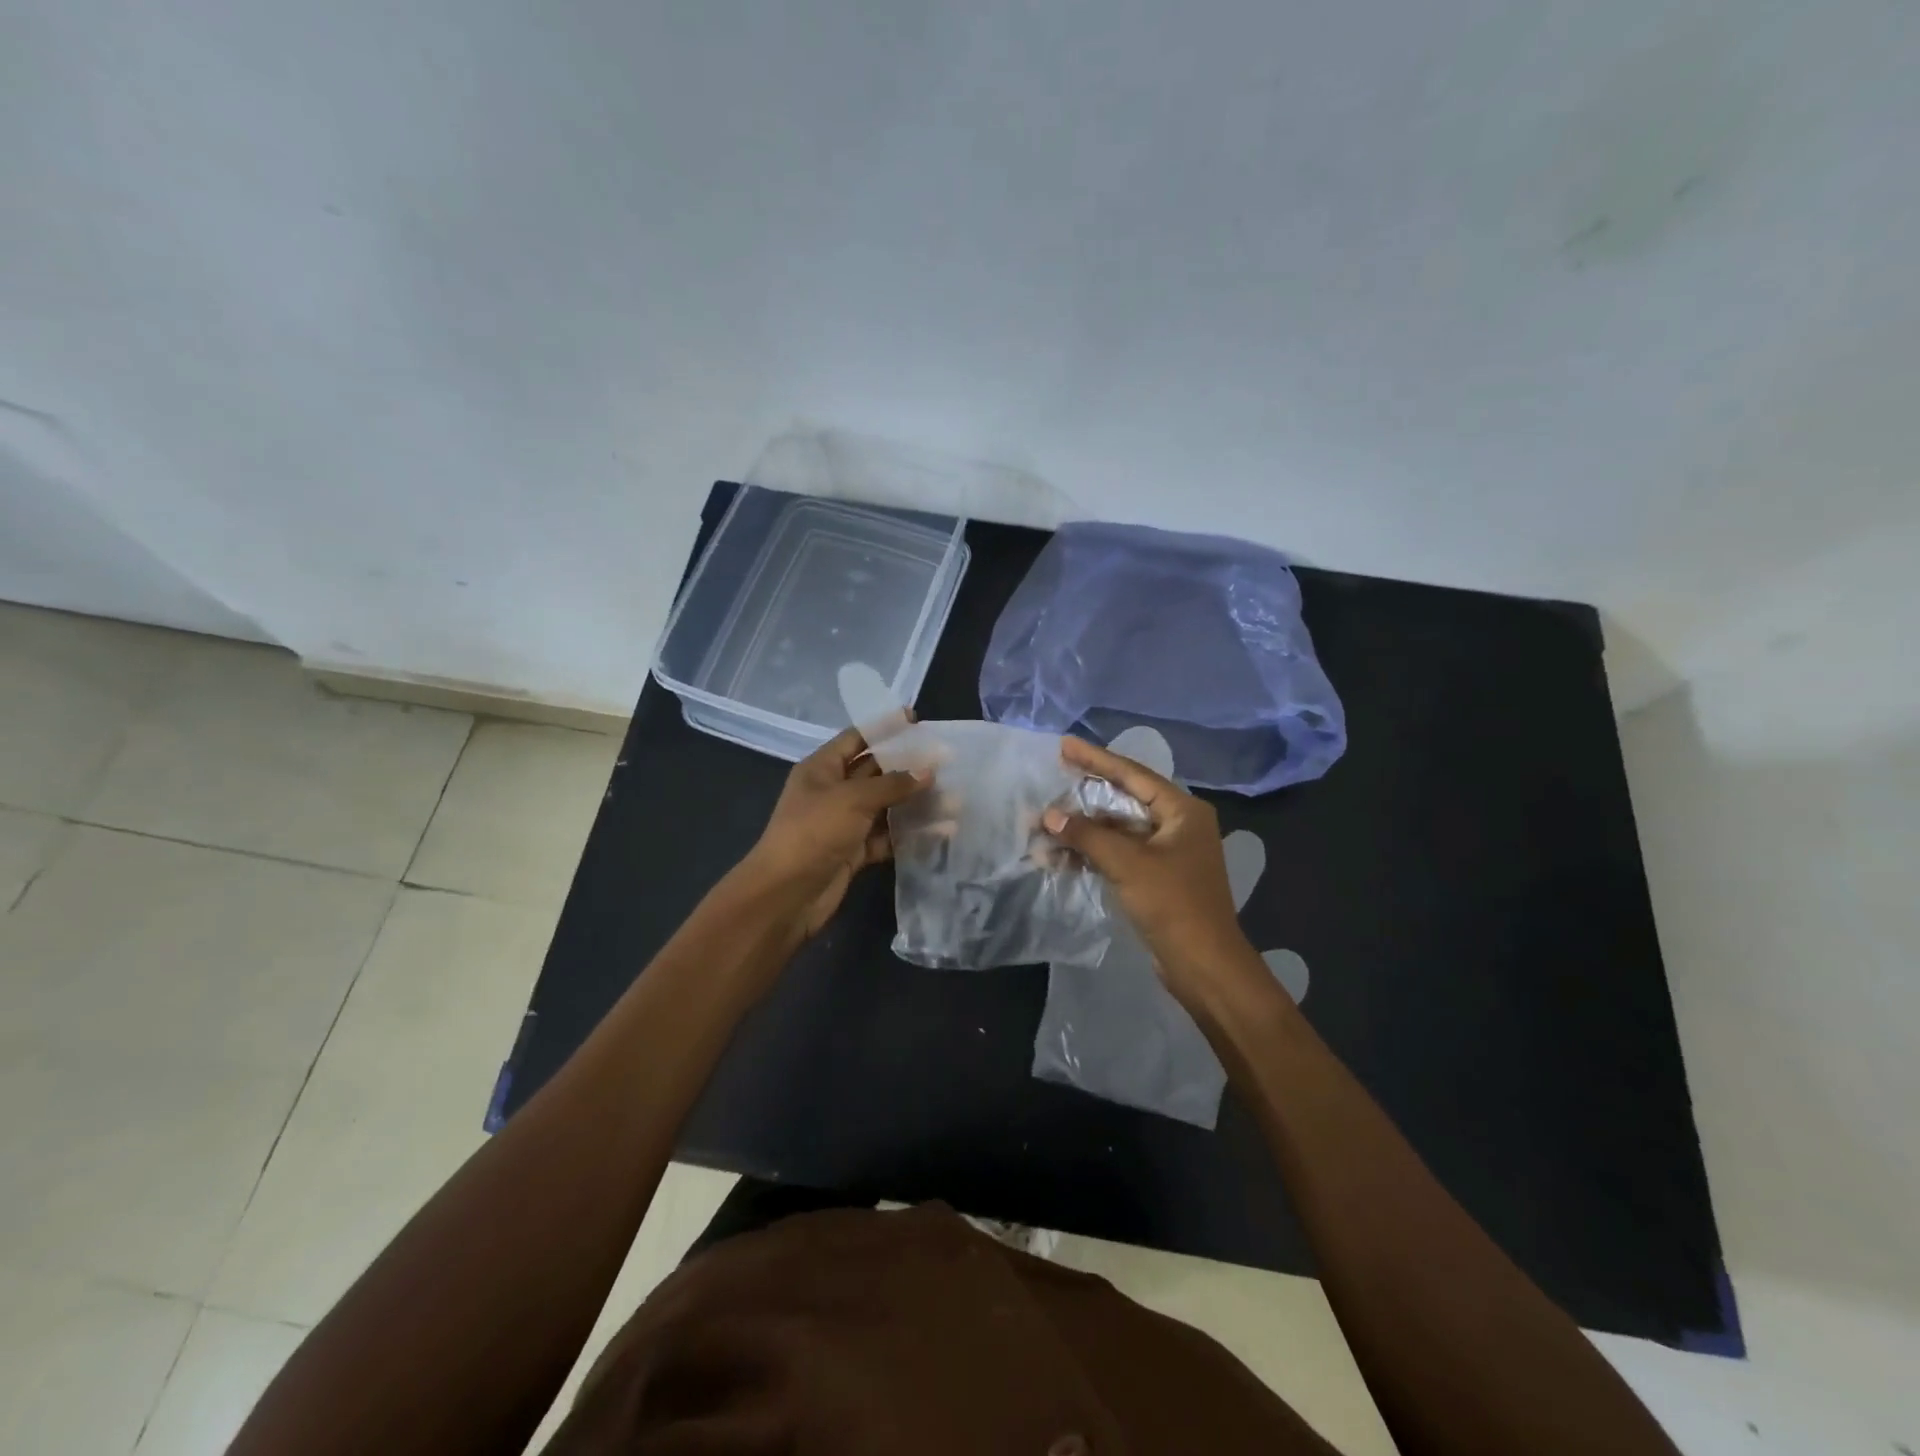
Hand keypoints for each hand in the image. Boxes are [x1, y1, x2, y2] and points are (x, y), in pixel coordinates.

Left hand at [735, 724, 927, 939]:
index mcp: (822, 768)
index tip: (915, 719)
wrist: (786, 894)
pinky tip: (940, 830)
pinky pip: (887, 836)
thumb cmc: (814, 832)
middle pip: (875, 771)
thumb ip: (893, 784)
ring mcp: (844, 823)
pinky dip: (910, 834)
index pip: (857, 738)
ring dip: (914, 802)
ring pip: (885, 805)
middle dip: (908, 765)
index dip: (884, 727)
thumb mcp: (853, 799)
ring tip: (952, 797)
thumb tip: (928, 772)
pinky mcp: (855, 851)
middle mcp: (833, 791)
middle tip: (945, 760)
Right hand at [1042, 736, 1259, 1006]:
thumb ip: (1087, 835)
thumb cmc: (1173, 904)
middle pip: (1122, 801)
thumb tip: (1049, 815)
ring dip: (1082, 832)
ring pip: (1116, 830)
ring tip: (1043, 828)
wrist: (1203, 965)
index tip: (1064, 746)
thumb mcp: (1127, 864)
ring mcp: (1165, 852)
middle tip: (1050, 782)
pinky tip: (1059, 857)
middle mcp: (1176, 824)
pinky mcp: (1154, 877)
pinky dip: (1091, 854)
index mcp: (1182, 811)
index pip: (1132, 774)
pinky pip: (1117, 854)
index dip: (1096, 759)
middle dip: (1083, 799)